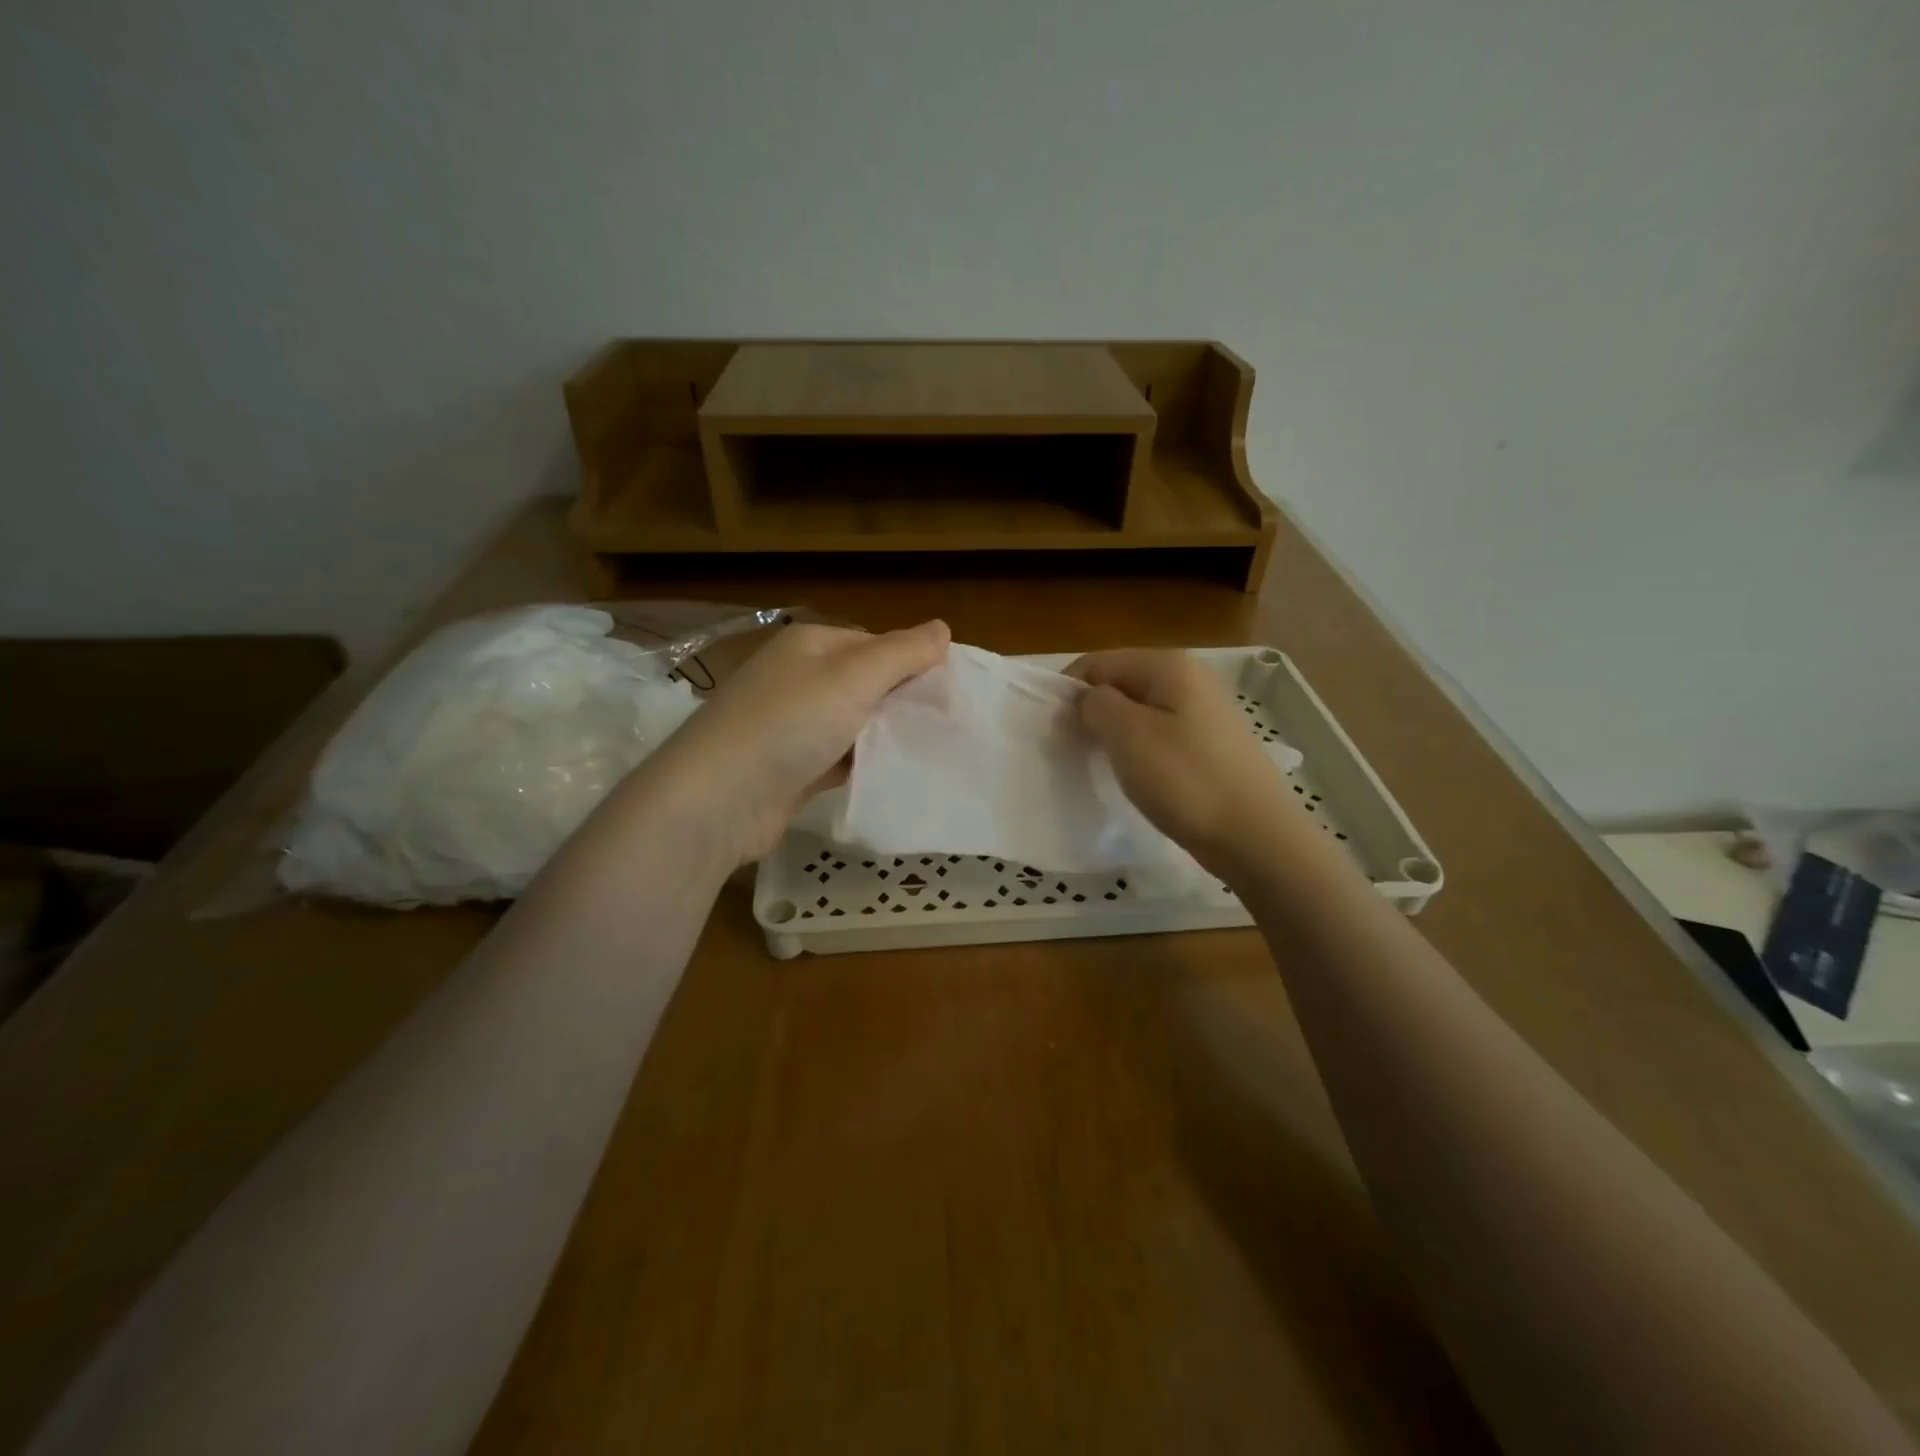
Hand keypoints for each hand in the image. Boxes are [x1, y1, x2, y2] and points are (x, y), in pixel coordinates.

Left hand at [645, 620, 949, 862]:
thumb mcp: (852, 678)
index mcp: (811, 646)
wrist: (718, 801)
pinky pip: (842, 758)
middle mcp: (799, 679)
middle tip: (950, 724)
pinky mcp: (793, 768)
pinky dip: (866, 765)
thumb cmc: (788, 725)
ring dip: (888, 736)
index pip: (877, 644)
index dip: (915, 663)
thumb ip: (902, 653)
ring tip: (936, 750)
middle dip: (904, 702)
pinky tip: (898, 775)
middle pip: (867, 684)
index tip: (953, 691)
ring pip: (856, 724)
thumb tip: (943, 628)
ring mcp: (793, 726)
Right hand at [1065, 648, 1298, 876]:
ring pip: (1141, 710)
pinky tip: (1136, 775)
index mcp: (1169, 666)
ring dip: (1115, 732)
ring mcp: (1206, 711)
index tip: (1052, 727)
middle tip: (1072, 747)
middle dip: (1092, 710)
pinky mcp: (1212, 743)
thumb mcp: (1128, 735)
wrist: (1255, 835)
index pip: (1100, 662)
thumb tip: (1090, 699)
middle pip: (1122, 683)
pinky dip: (1140, 748)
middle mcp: (1191, 678)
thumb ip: (1097, 705)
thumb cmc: (1185, 779)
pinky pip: (1161, 734)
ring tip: (1099, 763)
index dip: (1069, 689)